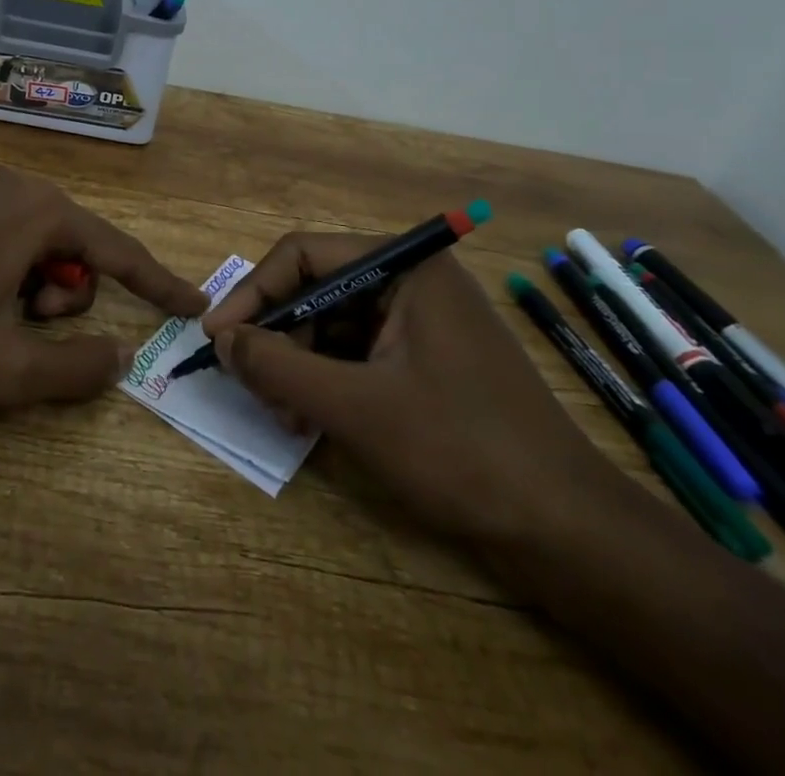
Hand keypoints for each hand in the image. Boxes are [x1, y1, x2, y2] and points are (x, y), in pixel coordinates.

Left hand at [0, 167, 205, 408]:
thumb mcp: (1, 370)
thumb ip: (74, 369)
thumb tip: (120, 358)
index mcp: (37, 212)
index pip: (118, 250)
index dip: (157, 283)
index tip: (191, 304)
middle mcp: (8, 181)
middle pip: (69, 241)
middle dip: (63, 290)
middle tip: (23, 325)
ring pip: (26, 233)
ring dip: (25, 278)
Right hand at [201, 235, 619, 546]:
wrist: (567, 530)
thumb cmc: (460, 452)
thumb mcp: (356, 408)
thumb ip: (279, 366)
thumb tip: (222, 339)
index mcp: (405, 267)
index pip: (305, 255)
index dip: (254, 292)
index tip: (218, 337)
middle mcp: (413, 280)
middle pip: (318, 289)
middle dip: (280, 338)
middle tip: (253, 388)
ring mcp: (423, 319)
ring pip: (335, 324)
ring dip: (300, 364)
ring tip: (285, 415)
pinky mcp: (428, 357)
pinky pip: (360, 352)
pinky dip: (329, 380)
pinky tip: (313, 418)